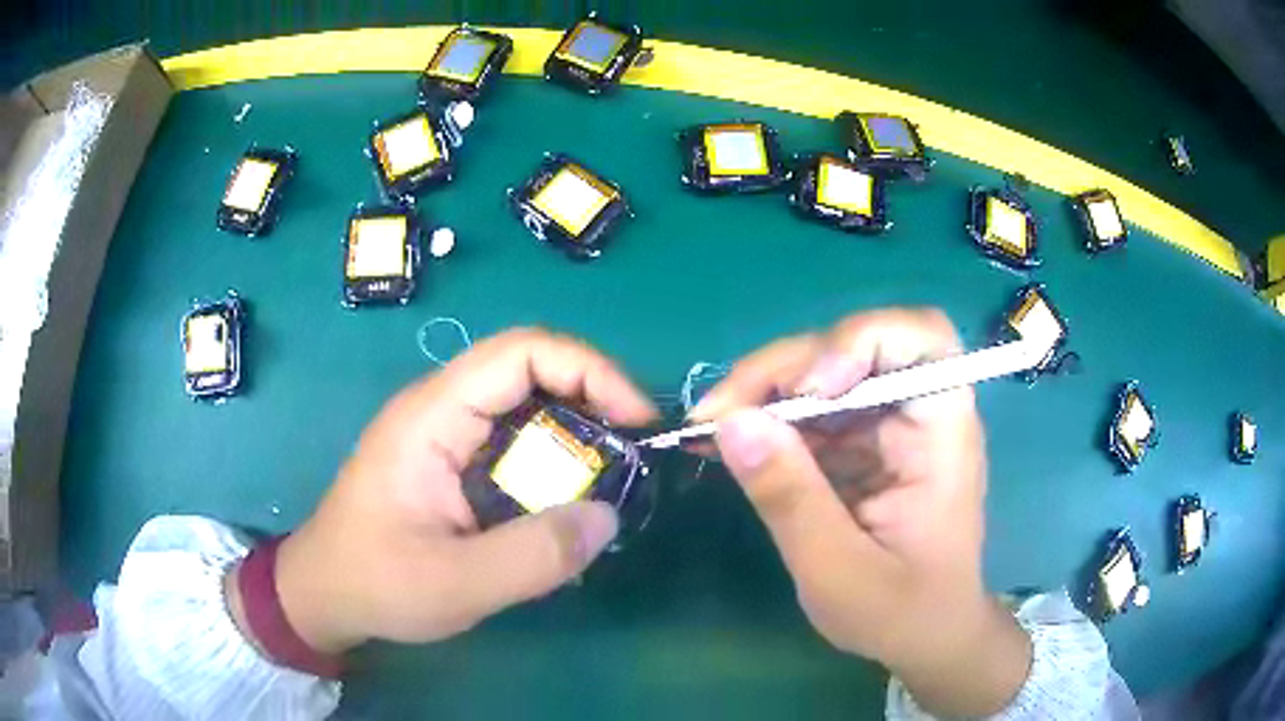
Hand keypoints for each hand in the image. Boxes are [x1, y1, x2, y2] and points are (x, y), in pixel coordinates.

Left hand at [237, 328, 657, 653]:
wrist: (324, 593)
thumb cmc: (376, 583)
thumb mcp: (456, 584)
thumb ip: (534, 557)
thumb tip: (608, 517)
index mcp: (433, 416)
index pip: (521, 351)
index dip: (590, 369)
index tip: (636, 418)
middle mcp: (441, 408)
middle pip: (530, 368)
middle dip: (593, 396)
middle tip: (635, 447)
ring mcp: (445, 432)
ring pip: (526, 404)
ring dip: (576, 430)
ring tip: (612, 475)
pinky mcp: (450, 460)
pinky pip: (514, 439)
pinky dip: (554, 458)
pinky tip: (568, 498)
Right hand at [691, 309, 1030, 716]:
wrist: (922, 635)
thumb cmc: (902, 612)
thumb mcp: (839, 572)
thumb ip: (790, 499)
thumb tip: (731, 423)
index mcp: (941, 430)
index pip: (921, 337)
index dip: (860, 340)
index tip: (807, 389)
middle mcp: (916, 411)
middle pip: (852, 347)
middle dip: (782, 370)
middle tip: (716, 413)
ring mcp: (884, 425)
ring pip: (820, 373)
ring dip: (762, 392)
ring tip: (709, 428)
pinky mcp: (857, 443)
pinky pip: (807, 412)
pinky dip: (764, 421)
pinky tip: (726, 442)